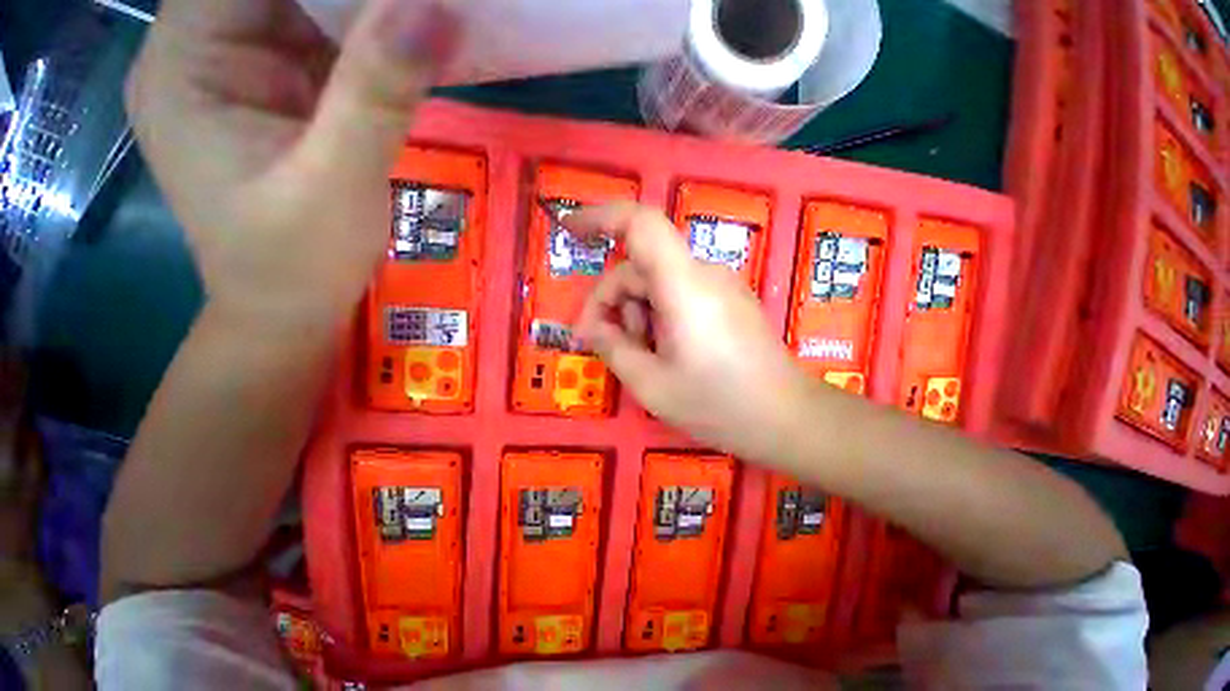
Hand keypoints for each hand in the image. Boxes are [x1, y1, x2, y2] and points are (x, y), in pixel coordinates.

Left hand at [126, 0, 459, 332]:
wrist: (290, 311)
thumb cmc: (298, 263)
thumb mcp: (337, 181)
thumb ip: (376, 95)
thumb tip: (430, 11)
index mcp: (185, 63)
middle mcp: (202, 54)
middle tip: (418, 6)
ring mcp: (242, 76)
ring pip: (304, 10)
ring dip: (363, 13)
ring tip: (421, 19)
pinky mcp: (278, 100)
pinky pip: (324, 49)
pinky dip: (367, 45)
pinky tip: (407, 51)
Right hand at [568, 203, 815, 461]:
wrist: (789, 419)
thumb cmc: (719, 405)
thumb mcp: (651, 384)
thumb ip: (613, 348)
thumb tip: (591, 328)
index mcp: (683, 285)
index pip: (640, 224)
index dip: (599, 218)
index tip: (568, 231)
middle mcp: (702, 274)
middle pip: (640, 267)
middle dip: (611, 302)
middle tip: (599, 343)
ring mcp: (718, 285)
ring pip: (657, 283)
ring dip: (635, 314)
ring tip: (640, 357)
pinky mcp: (726, 300)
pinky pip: (677, 294)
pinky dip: (657, 316)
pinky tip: (662, 351)